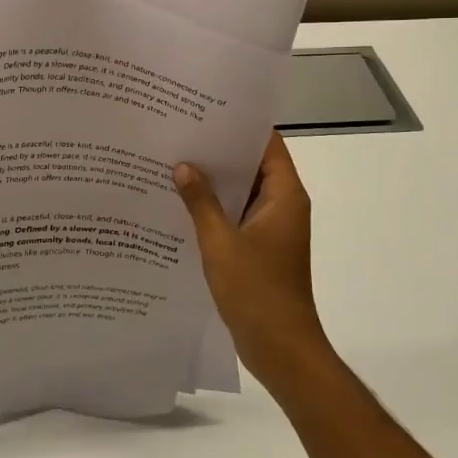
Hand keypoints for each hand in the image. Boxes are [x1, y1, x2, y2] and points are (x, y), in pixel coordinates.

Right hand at [174, 133, 333, 388]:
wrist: (280, 348)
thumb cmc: (256, 291)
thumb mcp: (221, 242)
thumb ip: (201, 202)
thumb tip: (183, 166)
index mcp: (284, 197)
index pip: (267, 145)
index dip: (240, 125)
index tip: (206, 109)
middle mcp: (282, 206)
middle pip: (252, 165)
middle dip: (219, 151)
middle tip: (179, 132)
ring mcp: (271, 229)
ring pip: (241, 192)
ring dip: (213, 181)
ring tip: (173, 161)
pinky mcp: (258, 248)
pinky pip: (235, 216)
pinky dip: (213, 208)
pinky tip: (179, 203)